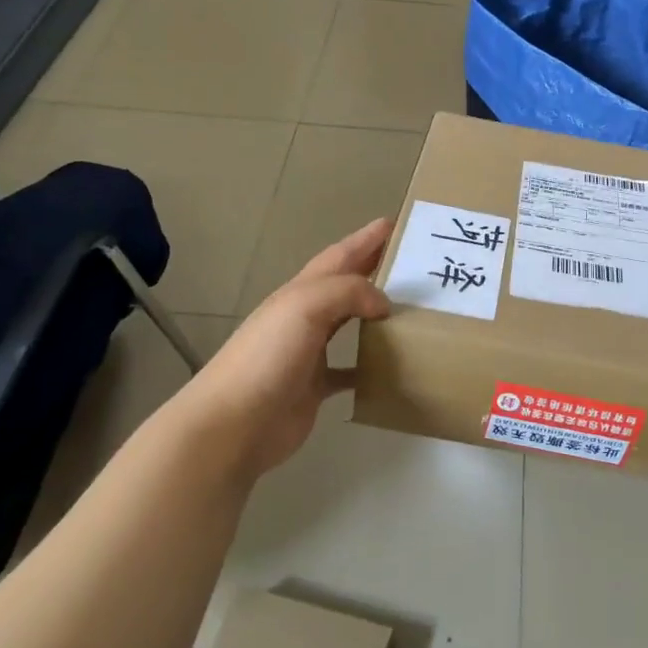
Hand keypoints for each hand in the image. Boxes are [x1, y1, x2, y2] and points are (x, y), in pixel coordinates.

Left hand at [190, 219, 392, 479]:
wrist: (233, 424)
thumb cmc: (267, 357)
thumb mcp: (305, 307)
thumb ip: (348, 292)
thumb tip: (384, 303)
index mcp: (301, 292)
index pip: (340, 256)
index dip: (366, 238)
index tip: (396, 223)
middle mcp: (306, 317)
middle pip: (346, 285)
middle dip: (374, 268)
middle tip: (413, 262)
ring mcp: (310, 352)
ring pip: (350, 323)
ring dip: (376, 313)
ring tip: (412, 309)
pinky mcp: (316, 387)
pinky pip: (349, 370)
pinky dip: (369, 365)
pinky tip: (392, 367)